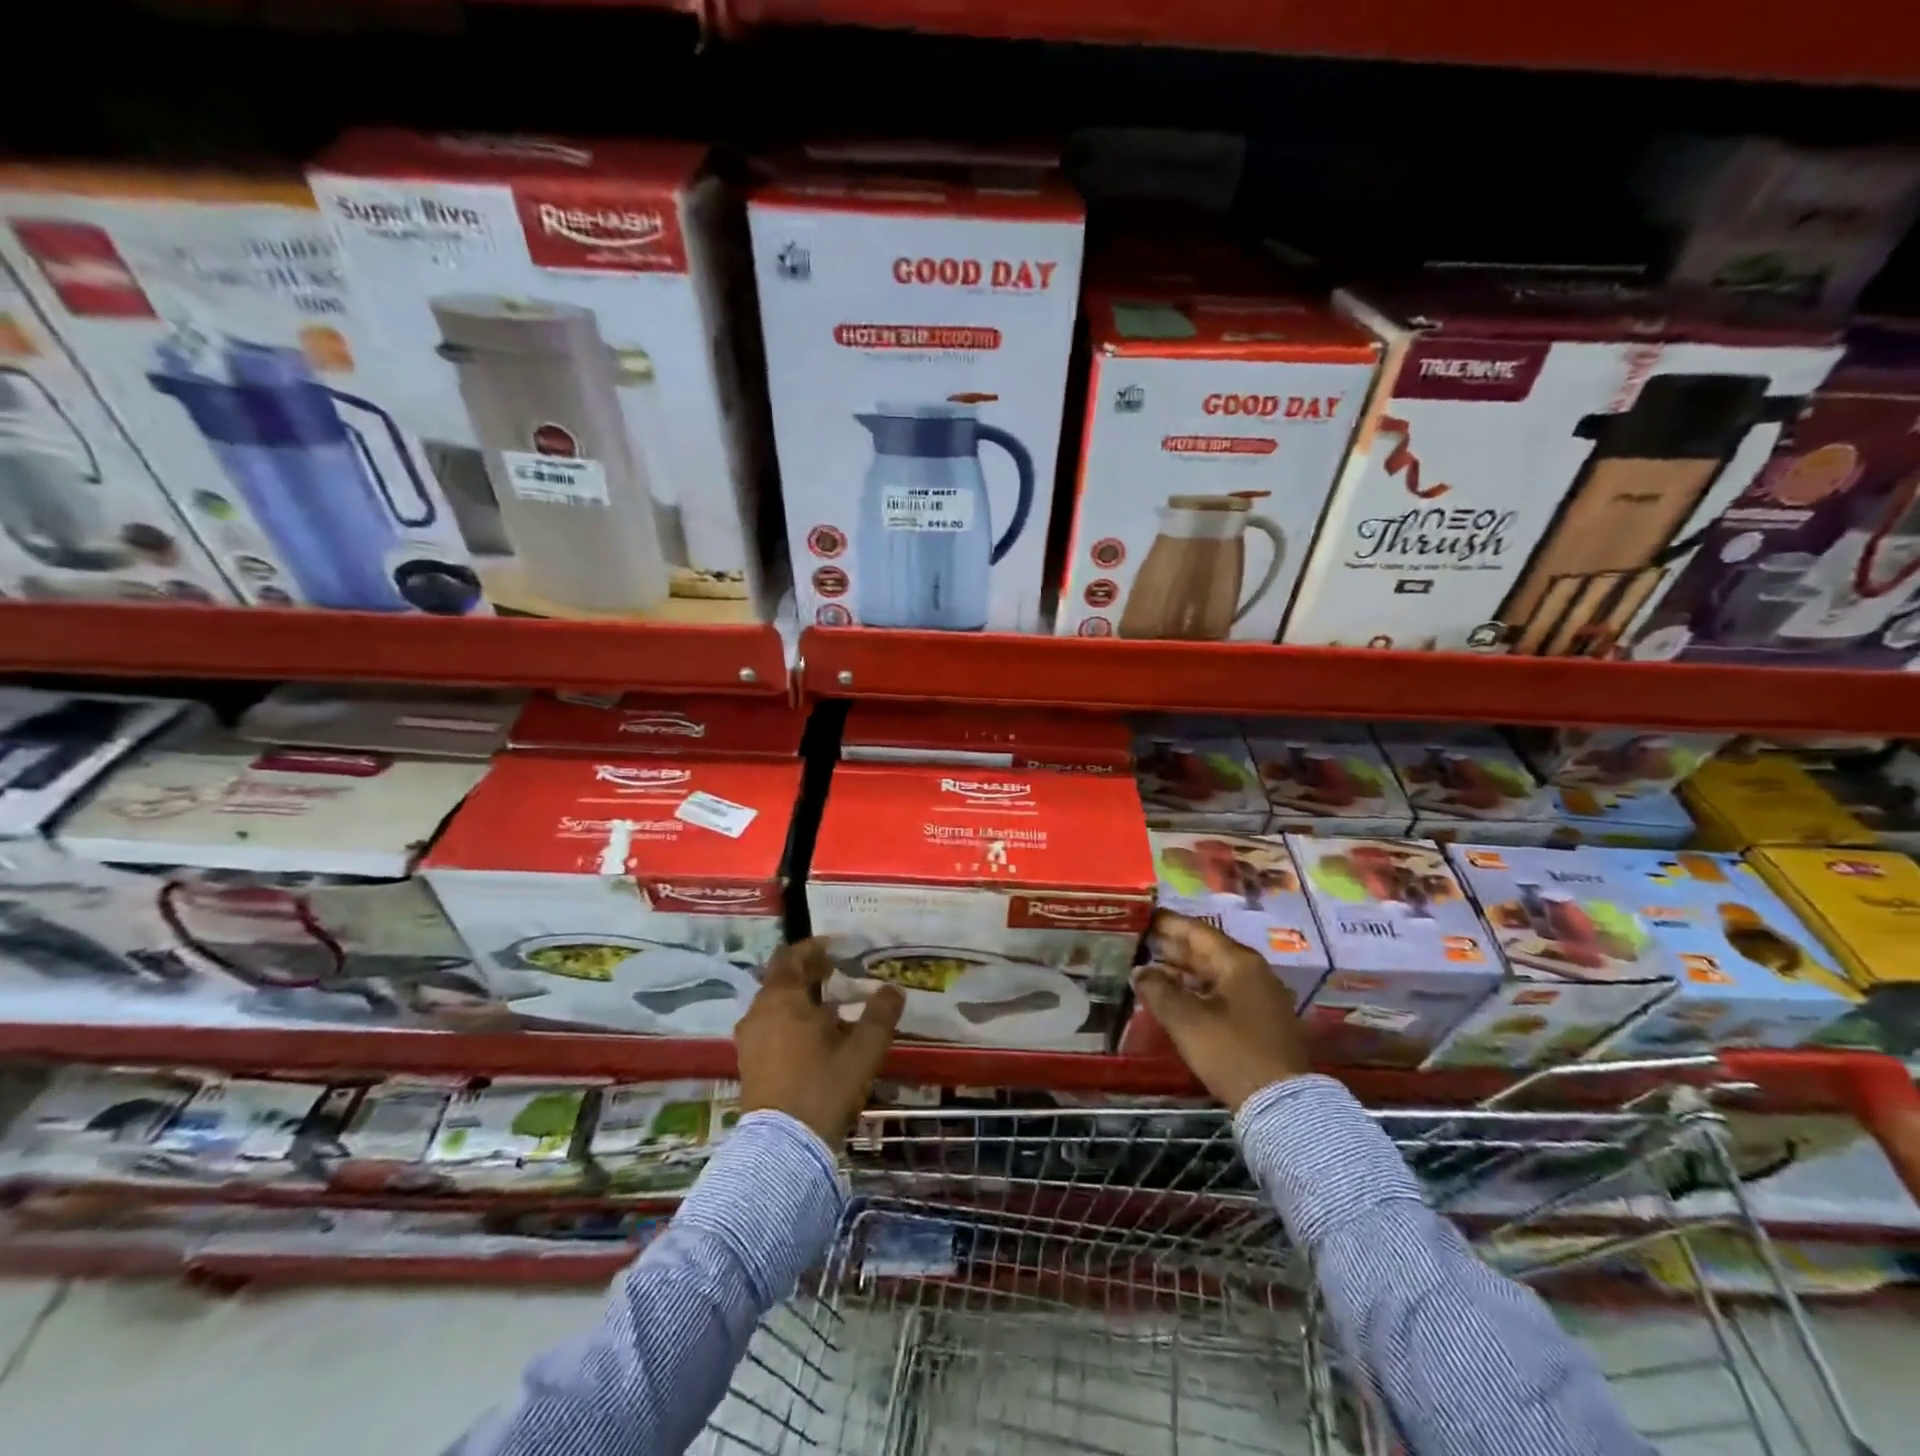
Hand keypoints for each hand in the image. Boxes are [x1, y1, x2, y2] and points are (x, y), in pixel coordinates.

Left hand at [736, 938, 905, 1145]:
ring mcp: (750, 1039)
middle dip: (810, 973)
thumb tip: (893, 989)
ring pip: (775, 1004)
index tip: (838, 948)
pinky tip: (815, 1037)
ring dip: (801, 998)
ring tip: (832, 1007)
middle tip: (839, 974)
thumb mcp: (862, 1050)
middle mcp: (759, 1012)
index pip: (791, 956)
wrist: (783, 1147)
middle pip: (782, 979)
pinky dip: (790, 1020)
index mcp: (782, 998)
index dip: (814, 948)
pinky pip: (770, 1026)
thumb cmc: (823, 1086)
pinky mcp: (749, 1063)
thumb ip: (880, 1014)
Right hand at [1131, 910, 1309, 1110]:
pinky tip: (1176, 996)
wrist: (1282, 1105)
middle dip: (1173, 946)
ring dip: (1183, 970)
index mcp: (1238, 962)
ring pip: (1214, 973)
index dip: (1167, 923)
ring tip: (1150, 967)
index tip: (1142, 916)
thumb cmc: (1231, 1052)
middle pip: (1207, 950)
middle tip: (1140, 940)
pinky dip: (1198, 989)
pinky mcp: (1262, 1020)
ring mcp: (1261, 996)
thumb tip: (1138, 970)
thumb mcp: (1186, 1020)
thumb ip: (1158, 989)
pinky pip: (1223, 992)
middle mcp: (1254, 971)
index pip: (1197, 930)